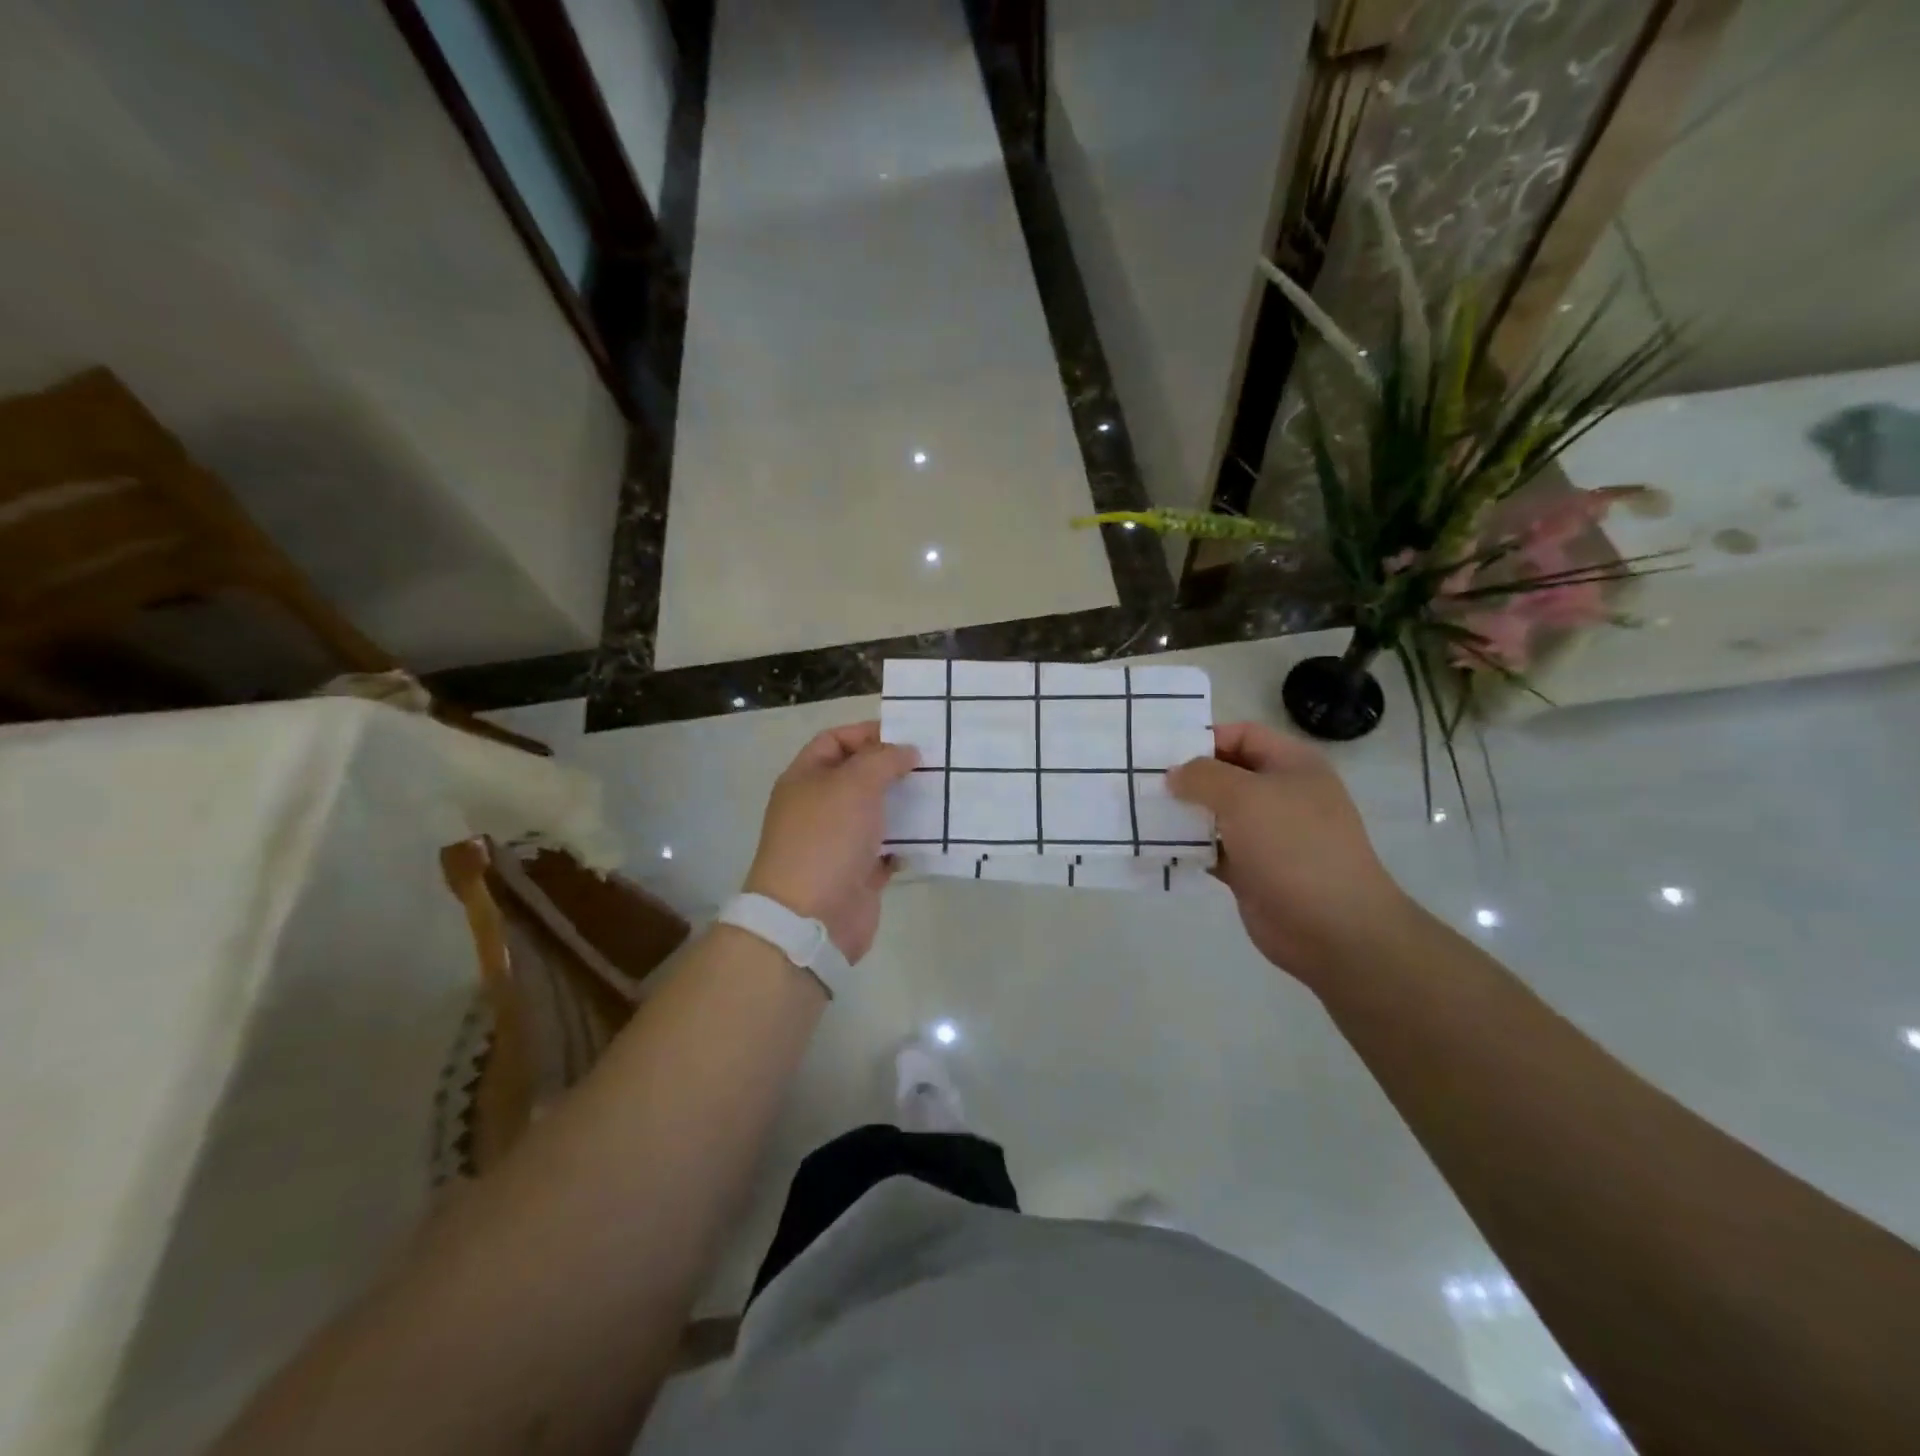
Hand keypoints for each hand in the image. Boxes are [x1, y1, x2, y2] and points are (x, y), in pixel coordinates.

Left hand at [744, 722, 919, 963]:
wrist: (811, 917)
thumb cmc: (827, 838)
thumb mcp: (854, 784)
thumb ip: (883, 760)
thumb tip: (907, 752)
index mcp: (805, 778)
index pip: (835, 741)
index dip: (868, 733)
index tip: (908, 735)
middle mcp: (819, 806)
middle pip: (859, 776)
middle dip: (894, 768)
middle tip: (935, 762)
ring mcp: (838, 841)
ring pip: (877, 813)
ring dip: (906, 804)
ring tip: (943, 792)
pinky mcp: (858, 872)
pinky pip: (887, 848)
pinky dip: (908, 841)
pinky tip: (935, 832)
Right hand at [1167, 722, 1409, 988]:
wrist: (1332, 928)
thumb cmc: (1292, 847)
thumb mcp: (1244, 796)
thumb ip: (1203, 776)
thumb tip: (1174, 775)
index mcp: (1292, 765)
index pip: (1243, 734)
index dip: (1205, 738)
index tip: (1162, 752)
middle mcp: (1281, 795)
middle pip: (1226, 773)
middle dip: (1187, 777)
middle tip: (1142, 781)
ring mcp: (1267, 835)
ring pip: (1216, 814)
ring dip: (1183, 813)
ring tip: (1141, 811)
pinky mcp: (1252, 871)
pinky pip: (1213, 850)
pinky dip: (1189, 848)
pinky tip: (1157, 846)